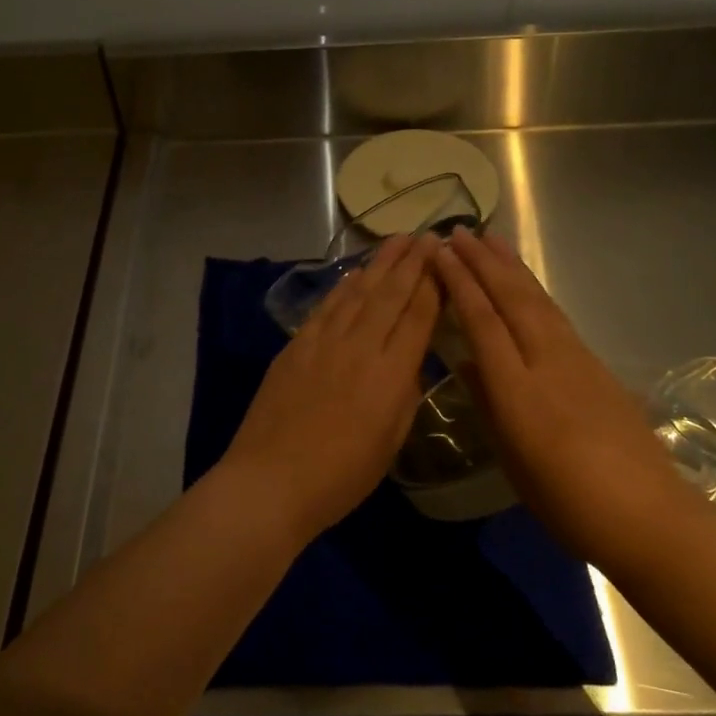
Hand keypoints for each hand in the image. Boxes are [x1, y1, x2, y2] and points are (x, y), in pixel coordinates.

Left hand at [218, 233, 441, 545]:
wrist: (271, 480)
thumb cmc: (340, 476)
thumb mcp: (390, 442)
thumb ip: (405, 395)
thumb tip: (411, 362)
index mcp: (391, 374)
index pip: (419, 316)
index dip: (434, 284)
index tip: (444, 258)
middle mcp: (360, 347)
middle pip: (391, 294)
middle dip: (411, 262)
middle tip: (427, 235)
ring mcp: (324, 342)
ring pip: (358, 293)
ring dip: (380, 264)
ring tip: (397, 240)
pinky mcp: (296, 346)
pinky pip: (327, 307)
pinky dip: (344, 286)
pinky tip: (355, 273)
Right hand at [433, 227, 676, 528]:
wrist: (647, 515)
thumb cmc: (566, 500)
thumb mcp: (512, 458)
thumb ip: (487, 403)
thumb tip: (469, 363)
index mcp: (517, 389)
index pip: (483, 321)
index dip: (461, 284)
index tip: (441, 255)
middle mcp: (547, 361)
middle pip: (512, 299)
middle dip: (483, 262)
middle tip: (459, 231)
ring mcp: (578, 359)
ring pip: (538, 301)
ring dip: (512, 267)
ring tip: (492, 240)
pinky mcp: (597, 366)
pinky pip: (556, 316)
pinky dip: (535, 291)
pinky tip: (527, 286)